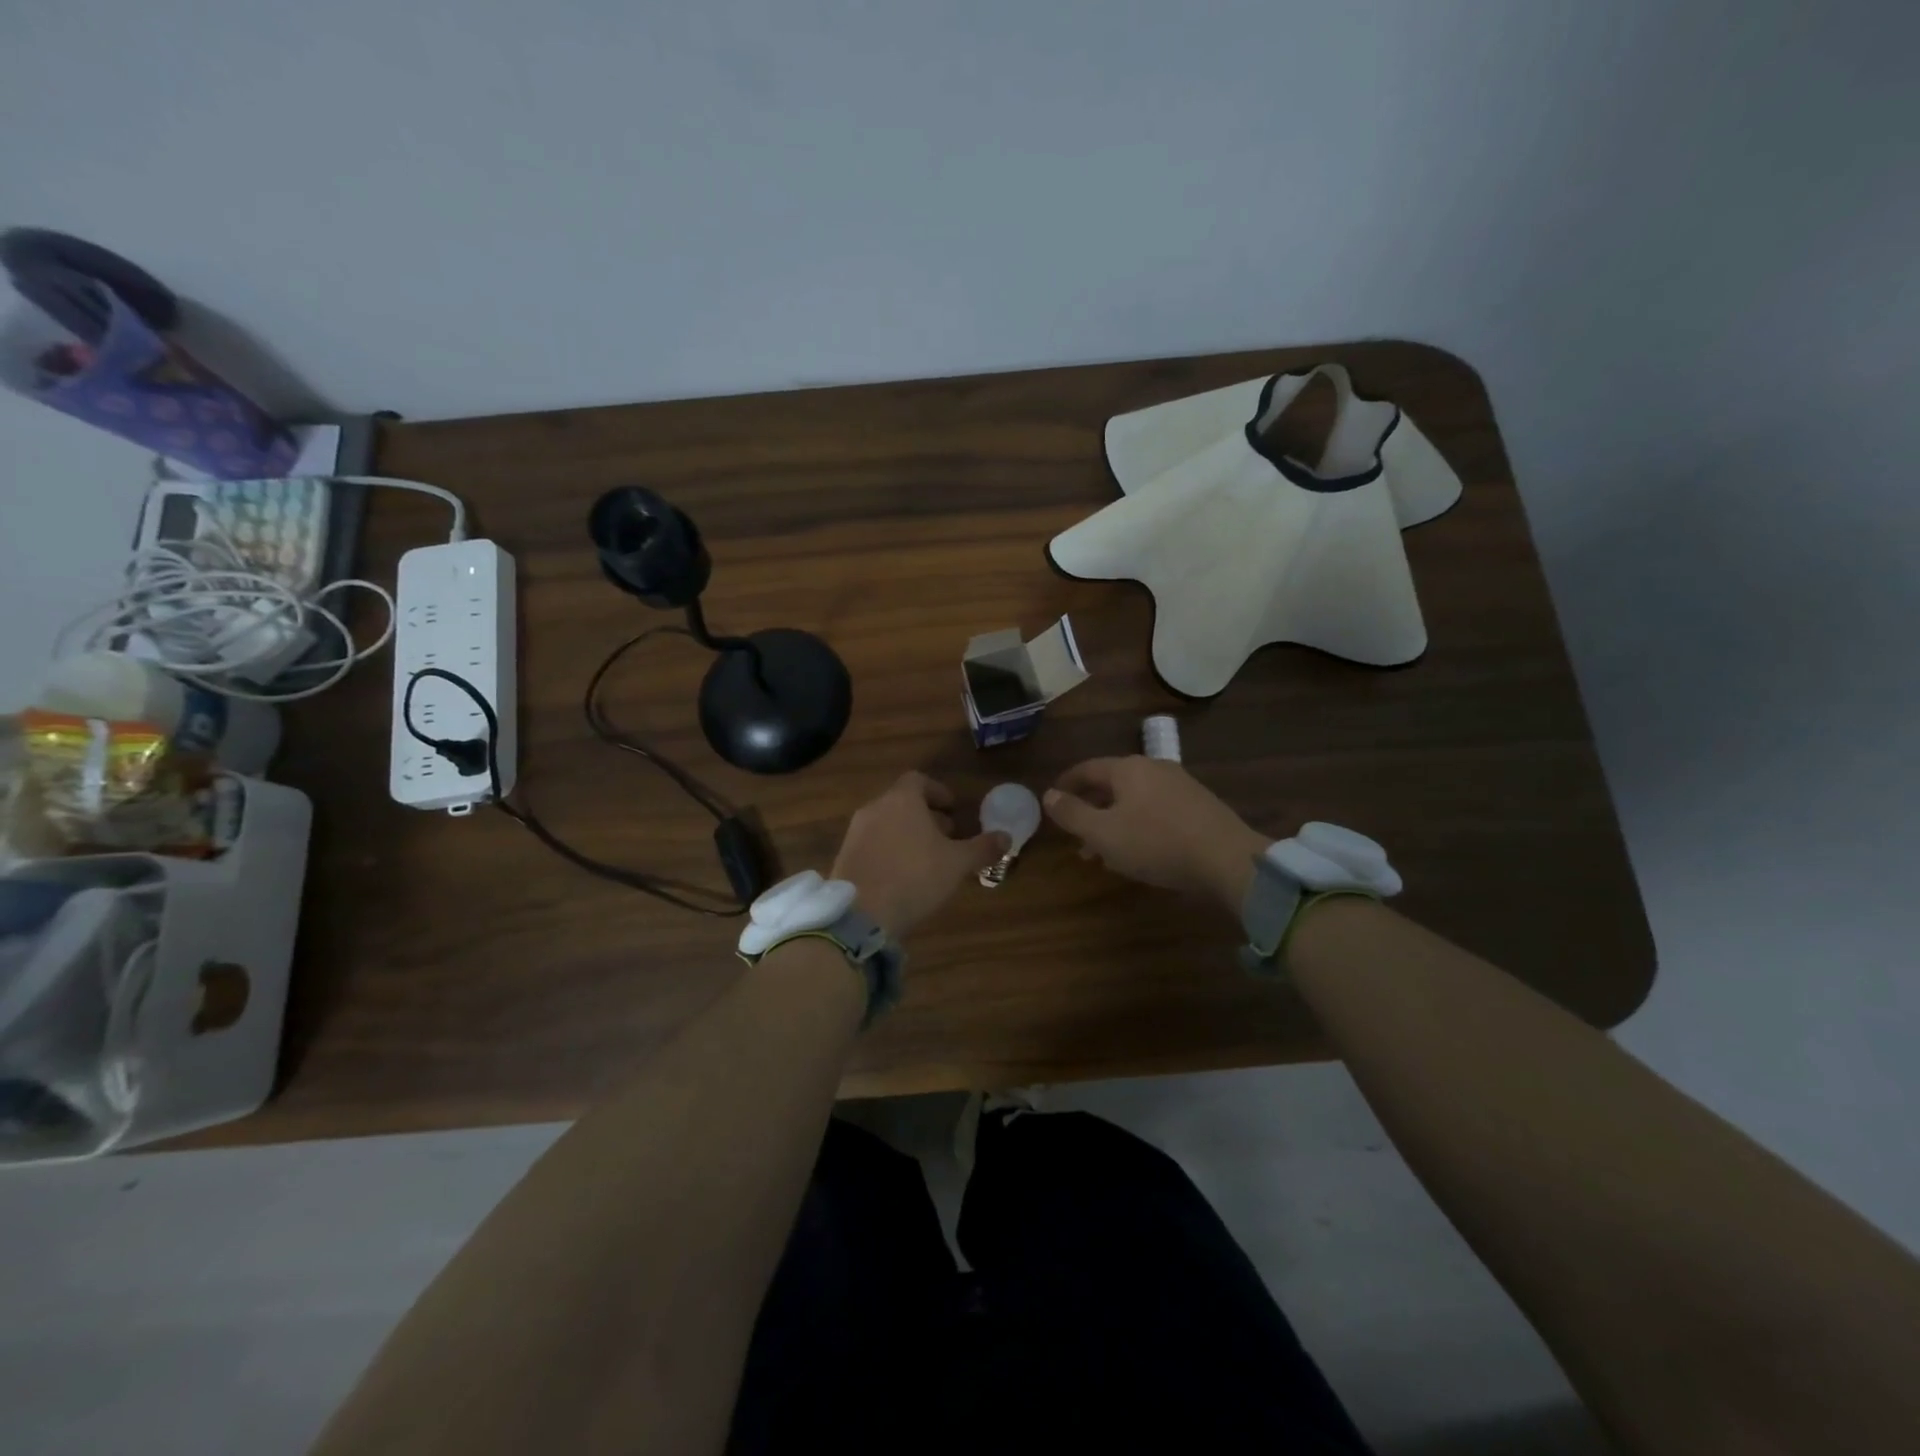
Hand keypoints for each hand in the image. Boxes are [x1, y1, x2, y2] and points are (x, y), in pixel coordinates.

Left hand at [831, 772, 1008, 937]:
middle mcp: (875, 808)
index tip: (953, 808)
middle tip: (947, 836)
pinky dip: (890, 850)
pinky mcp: (845, 856)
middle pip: (902, 802)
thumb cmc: (914, 877)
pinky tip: (904, 876)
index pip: (918, 780)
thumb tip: (1007, 837)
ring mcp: (855, 832)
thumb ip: (982, 848)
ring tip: (928, 858)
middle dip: (926, 816)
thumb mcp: (956, 864)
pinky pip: (873, 844)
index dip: (938, 791)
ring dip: (908, 834)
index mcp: (901, 800)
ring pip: (887, 823)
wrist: (860, 914)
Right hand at [1045, 756, 1268, 912]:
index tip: (1051, 800)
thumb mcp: (1103, 834)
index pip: (1087, 769)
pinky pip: (1156, 810)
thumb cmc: (1156, 843)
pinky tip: (1138, 852)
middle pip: (1111, 785)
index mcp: (1128, 768)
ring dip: (1113, 822)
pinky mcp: (1198, 806)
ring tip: (1104, 853)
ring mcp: (1180, 785)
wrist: (1228, 859)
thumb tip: (1048, 795)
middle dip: (1090, 809)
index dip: (1066, 784)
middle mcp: (1154, 768)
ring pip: (1134, 800)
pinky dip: (1137, 825)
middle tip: (1075, 836)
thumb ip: (1072, 814)